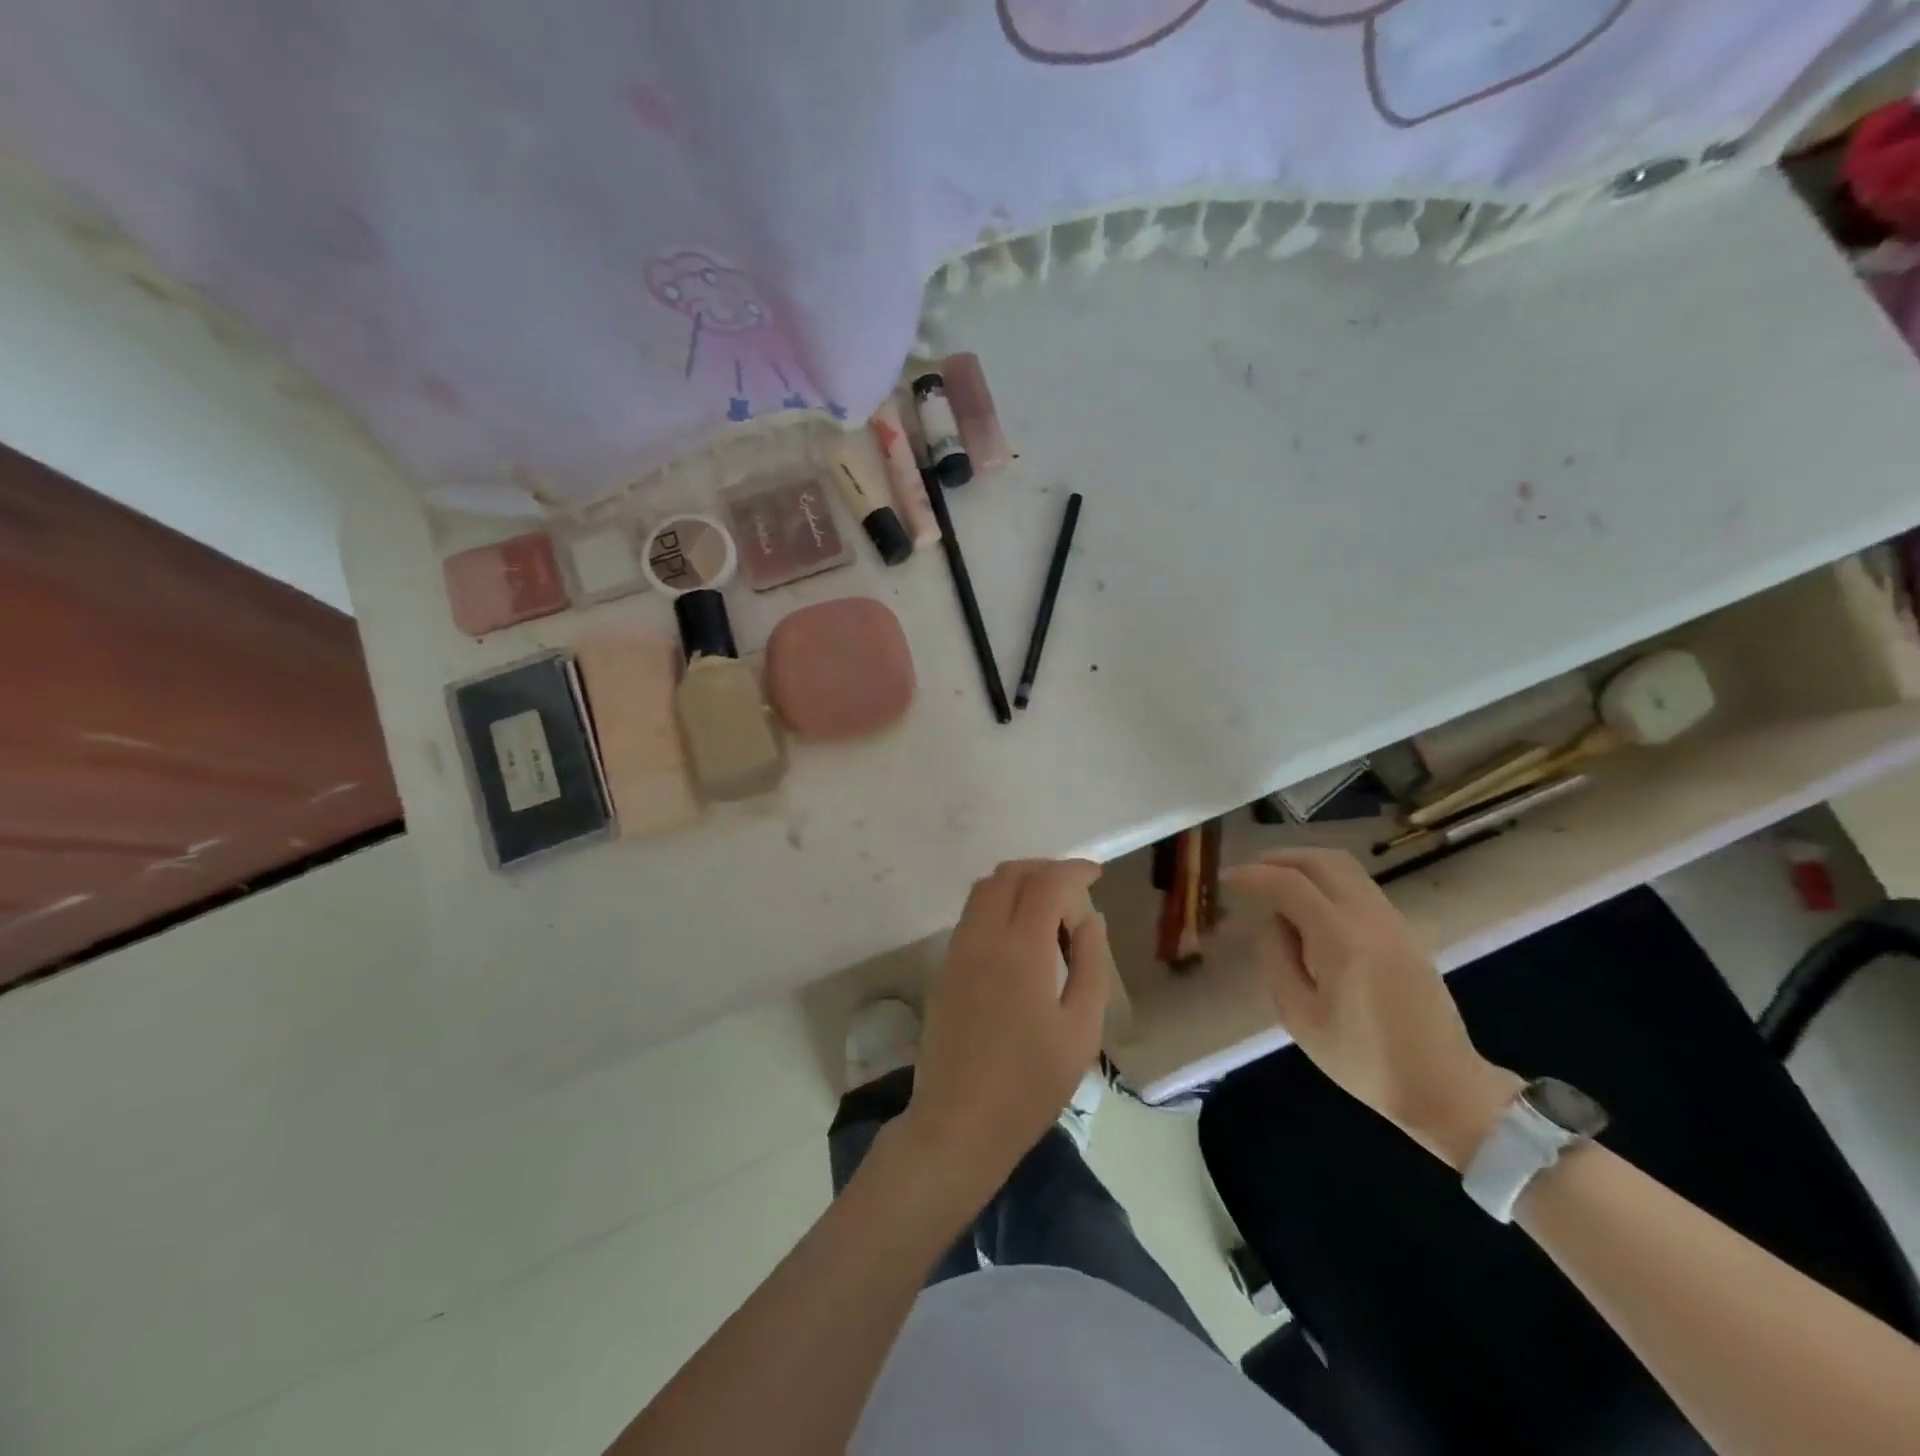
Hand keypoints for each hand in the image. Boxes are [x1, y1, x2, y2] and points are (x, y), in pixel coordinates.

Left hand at [902, 859, 1112, 1189]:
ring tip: (1049, 911)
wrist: (959, 1122)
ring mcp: (958, 949)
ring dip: (1018, 884)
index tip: (1096, 874)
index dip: (1074, 869)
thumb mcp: (1080, 1030)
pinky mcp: (945, 967)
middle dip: (1044, 869)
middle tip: (1074, 889)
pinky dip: (999, 905)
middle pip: (1009, 874)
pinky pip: (972, 914)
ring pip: (985, 889)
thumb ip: (1089, 965)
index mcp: (1021, 948)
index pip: (1047, 882)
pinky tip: (1021, 937)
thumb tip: (1089, 919)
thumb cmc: (1030, 1083)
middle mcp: (983, 936)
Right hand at [1221, 849, 1520, 1167]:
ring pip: (1345, 868)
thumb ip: (1277, 958)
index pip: (1289, 883)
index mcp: (1340, 938)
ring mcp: (1393, 921)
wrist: (1443, 1086)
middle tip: (1250, 872)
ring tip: (1275, 884)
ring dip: (1305, 866)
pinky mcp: (1404, 932)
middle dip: (1280, 858)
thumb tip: (1273, 920)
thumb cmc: (1363, 1059)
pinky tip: (1309, 909)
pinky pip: (1359, 887)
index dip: (1252, 875)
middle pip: (1322, 860)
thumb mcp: (1299, 1016)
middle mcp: (1369, 917)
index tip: (1226, 878)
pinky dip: (1326, 882)